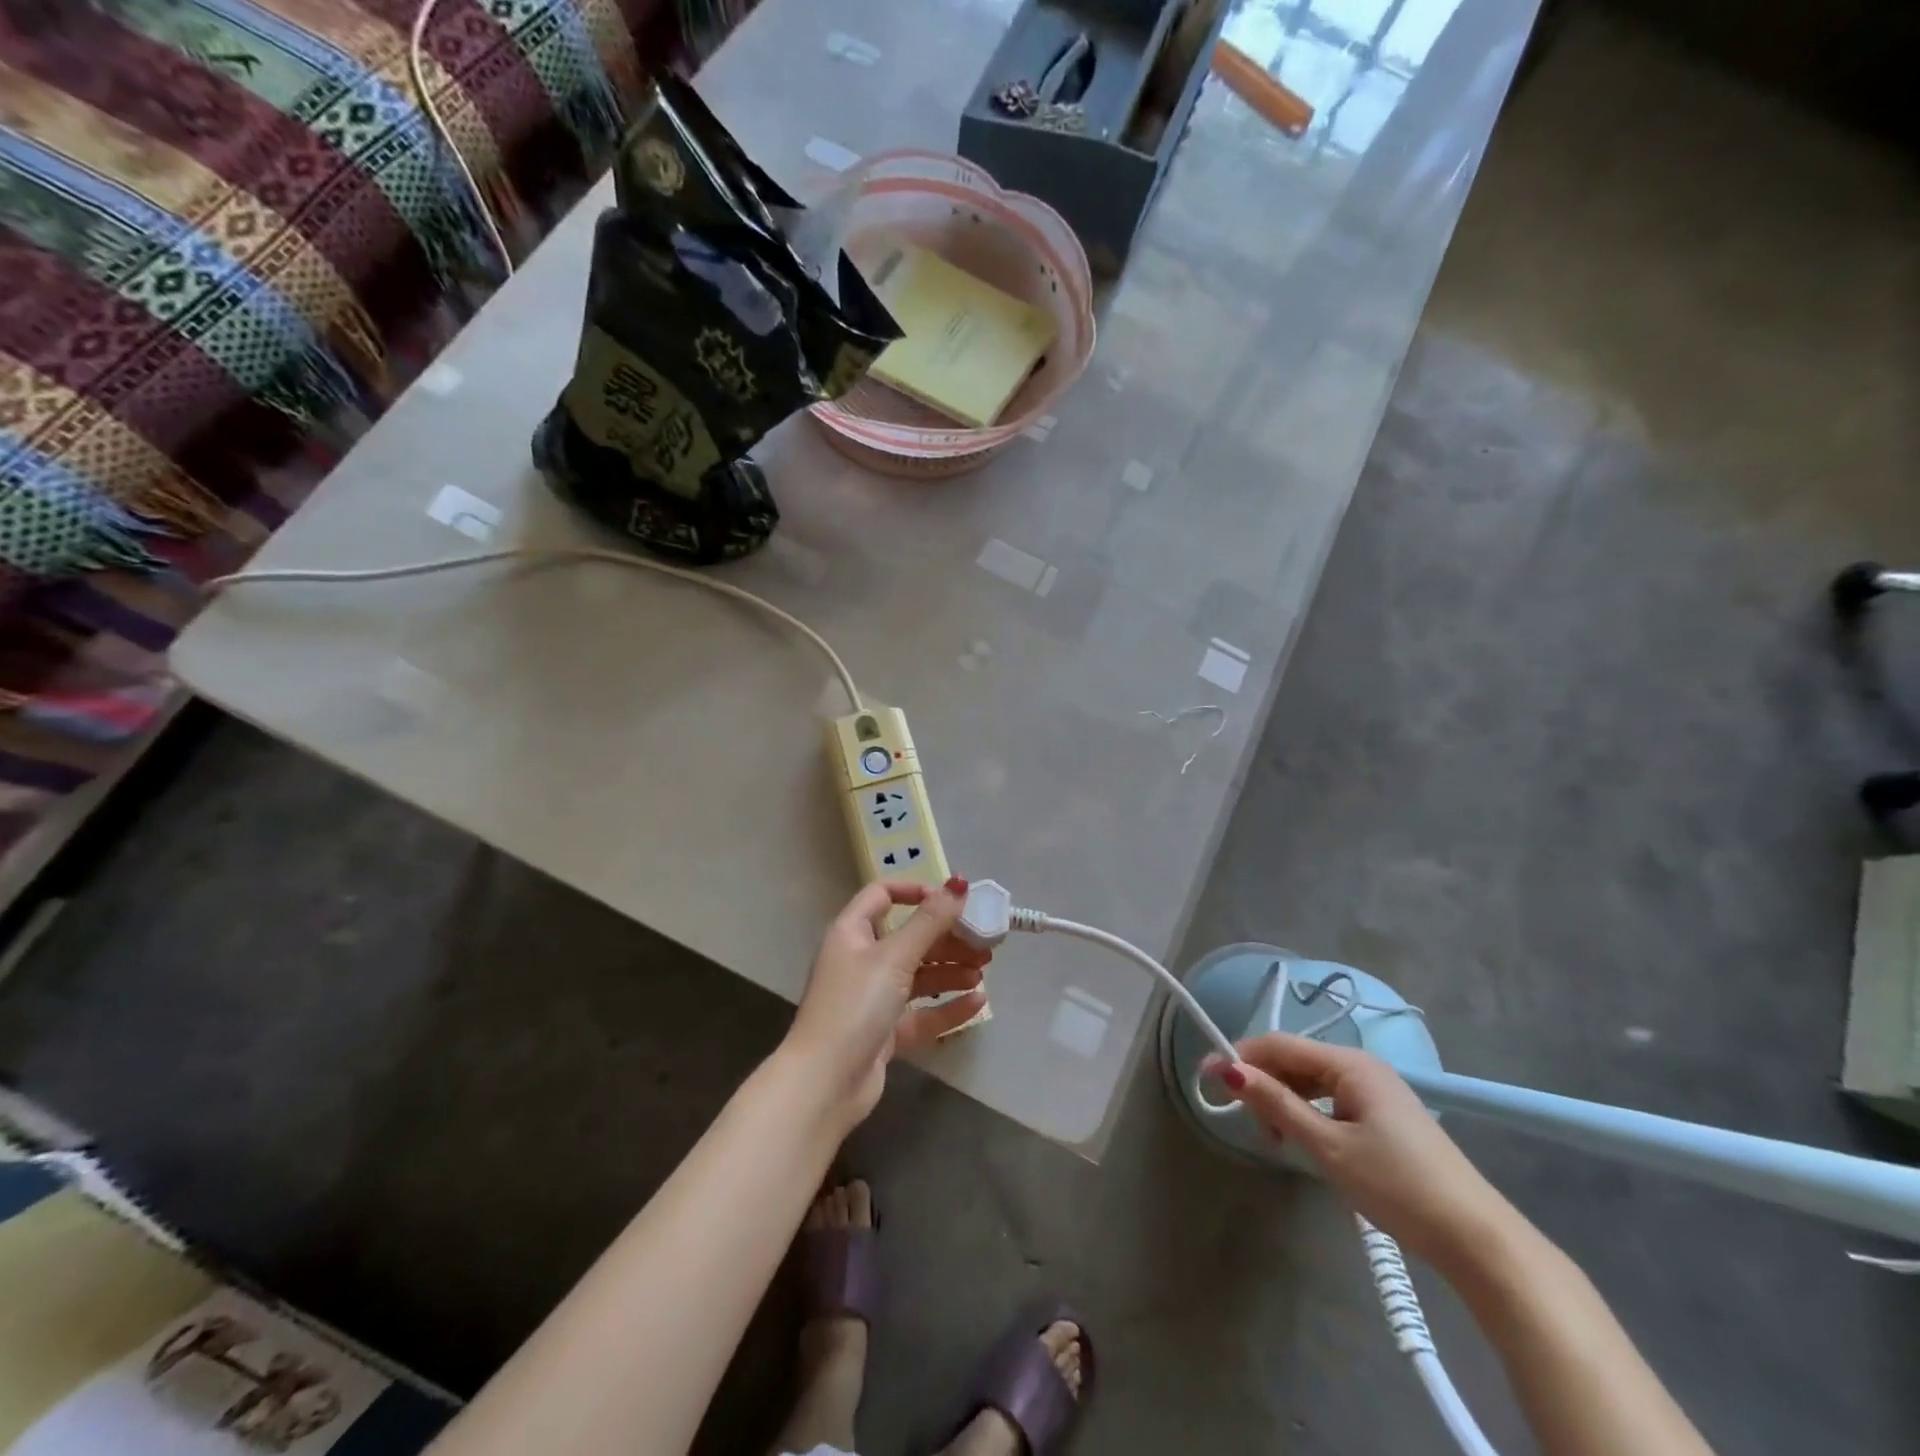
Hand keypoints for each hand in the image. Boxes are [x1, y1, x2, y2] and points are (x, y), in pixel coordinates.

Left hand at [784, 877, 990, 1122]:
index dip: (915, 892)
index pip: (882, 896)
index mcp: (852, 933)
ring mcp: (872, 999)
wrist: (825, 1083)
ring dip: (950, 970)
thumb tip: (958, 883)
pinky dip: (948, 1006)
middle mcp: (860, 961)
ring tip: (983, 970)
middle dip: (946, 938)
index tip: (950, 901)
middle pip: (908, 938)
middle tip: (983, 941)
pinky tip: (978, 1002)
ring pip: (918, 976)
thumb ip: (930, 921)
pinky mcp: (884, 1033)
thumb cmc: (855, 1005)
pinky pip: (921, 1013)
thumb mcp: (894, 957)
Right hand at [1217, 1034, 1515, 1270]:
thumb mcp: (1328, 1146)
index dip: (1239, 1057)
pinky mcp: (1385, 1116)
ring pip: (1311, 1082)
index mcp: (1350, 1063)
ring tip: (1275, 1139)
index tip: (1206, 1079)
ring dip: (1284, 1102)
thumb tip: (1228, 1070)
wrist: (1477, 1240)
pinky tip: (1303, 1140)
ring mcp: (1376, 1090)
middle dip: (1263, 1084)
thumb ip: (1276, 1104)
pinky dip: (1308, 1113)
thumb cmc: (1397, 1186)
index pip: (1279, 1044)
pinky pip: (1331, 1100)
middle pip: (1295, 1060)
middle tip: (1248, 1124)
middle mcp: (1362, 1066)